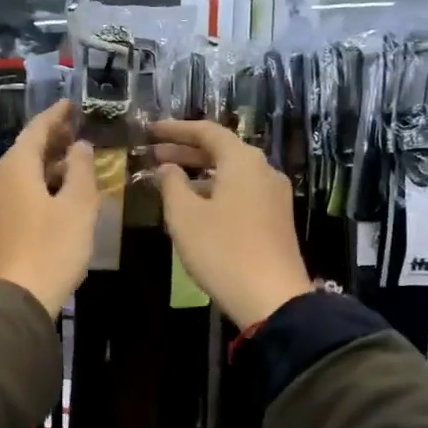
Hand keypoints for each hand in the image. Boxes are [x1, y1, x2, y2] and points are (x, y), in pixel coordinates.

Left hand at [0, 101, 98, 317]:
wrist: (15, 299)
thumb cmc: (51, 248)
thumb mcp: (78, 206)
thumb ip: (82, 170)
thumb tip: (79, 147)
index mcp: (15, 168)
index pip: (35, 130)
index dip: (55, 116)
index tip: (71, 105)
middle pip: (24, 151)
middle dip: (51, 140)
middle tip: (76, 132)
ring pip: (20, 174)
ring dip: (46, 166)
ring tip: (73, 164)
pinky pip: (16, 194)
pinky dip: (37, 186)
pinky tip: (56, 195)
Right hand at [150, 119, 311, 327]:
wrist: (271, 298)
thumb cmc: (222, 250)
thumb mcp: (185, 216)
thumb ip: (172, 184)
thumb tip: (167, 167)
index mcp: (243, 161)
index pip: (207, 131)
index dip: (176, 130)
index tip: (151, 131)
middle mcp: (263, 170)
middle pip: (222, 151)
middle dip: (186, 151)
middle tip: (154, 155)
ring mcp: (274, 196)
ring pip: (232, 173)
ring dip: (200, 174)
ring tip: (170, 182)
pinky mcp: (276, 219)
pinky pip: (241, 192)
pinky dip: (216, 190)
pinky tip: (196, 207)